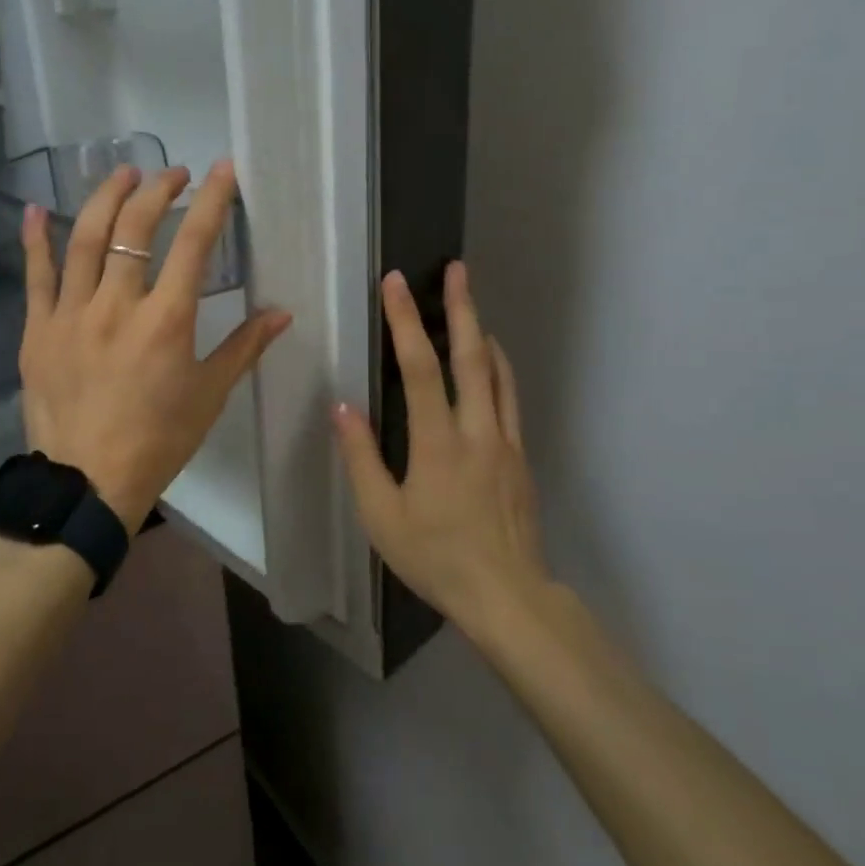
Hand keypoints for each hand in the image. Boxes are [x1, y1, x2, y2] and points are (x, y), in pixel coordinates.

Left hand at [18, 160, 290, 533]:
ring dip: (106, 199)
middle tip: (173, 174)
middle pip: (135, 229)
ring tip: (124, 174)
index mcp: (166, 321)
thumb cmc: (158, 440)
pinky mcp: (37, 329)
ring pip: (84, 239)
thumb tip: (282, 313)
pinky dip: (35, 239)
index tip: (222, 171)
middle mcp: (116, 305)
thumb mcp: (210, 395)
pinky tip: (35, 209)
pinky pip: (35, 275)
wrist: (86, 483)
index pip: (194, 244)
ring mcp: (70, 314)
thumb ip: (244, 347)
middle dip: (158, 190)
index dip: (212, 201)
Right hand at [332, 262, 549, 628]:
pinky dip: (499, 369)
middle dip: (462, 307)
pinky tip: (490, 365)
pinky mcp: (521, 457)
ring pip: (498, 373)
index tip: (395, 284)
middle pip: (472, 356)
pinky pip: (509, 399)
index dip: (405, 321)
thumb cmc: (436, 557)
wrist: (508, 596)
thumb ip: (361, 458)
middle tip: (457, 269)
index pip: (420, 368)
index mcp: (438, 443)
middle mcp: (477, 430)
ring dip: (483, 332)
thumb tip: (343, 407)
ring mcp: (505, 442)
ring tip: (471, 305)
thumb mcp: (382, 516)